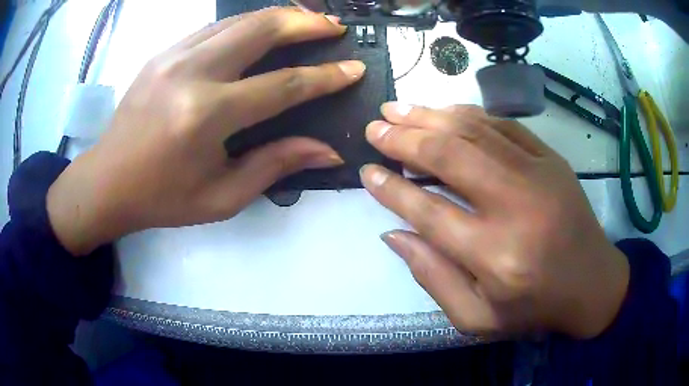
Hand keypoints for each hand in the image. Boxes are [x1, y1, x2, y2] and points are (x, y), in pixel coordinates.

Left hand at [47, 7, 365, 254]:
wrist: (108, 181)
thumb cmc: (163, 197)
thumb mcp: (222, 196)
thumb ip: (276, 165)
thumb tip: (328, 151)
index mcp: (206, 115)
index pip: (282, 85)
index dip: (325, 76)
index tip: (354, 68)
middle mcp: (191, 73)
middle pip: (262, 29)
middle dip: (306, 22)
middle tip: (334, 27)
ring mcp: (173, 55)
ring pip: (239, 19)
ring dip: (278, 15)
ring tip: (306, 20)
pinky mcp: (164, 52)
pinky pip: (215, 26)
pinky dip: (247, 23)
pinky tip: (261, 30)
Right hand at [360, 104, 629, 338]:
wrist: (592, 283)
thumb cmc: (534, 307)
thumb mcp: (477, 317)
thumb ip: (432, 277)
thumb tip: (392, 233)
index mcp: (495, 256)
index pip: (429, 212)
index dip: (392, 189)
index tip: (367, 171)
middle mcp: (515, 207)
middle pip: (449, 156)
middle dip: (404, 138)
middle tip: (375, 126)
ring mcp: (538, 174)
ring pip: (474, 131)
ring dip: (429, 116)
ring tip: (397, 108)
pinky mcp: (551, 159)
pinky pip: (503, 125)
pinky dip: (468, 114)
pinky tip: (443, 111)